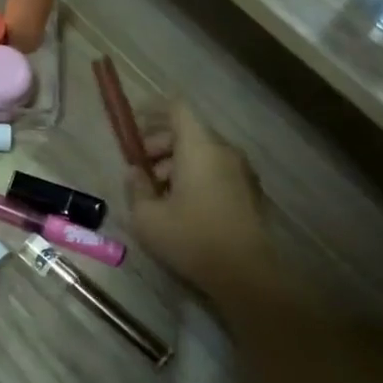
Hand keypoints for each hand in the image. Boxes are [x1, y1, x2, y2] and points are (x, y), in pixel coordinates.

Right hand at [129, 104, 275, 302]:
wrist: (246, 274)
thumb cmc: (191, 238)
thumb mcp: (147, 217)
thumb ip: (136, 188)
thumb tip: (135, 172)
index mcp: (199, 148)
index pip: (177, 109)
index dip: (152, 109)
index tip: (133, 123)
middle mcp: (224, 151)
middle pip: (189, 132)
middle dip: (159, 144)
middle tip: (139, 168)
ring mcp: (241, 172)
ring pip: (202, 154)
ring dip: (176, 164)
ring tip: (156, 193)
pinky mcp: (249, 193)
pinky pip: (216, 171)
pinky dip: (195, 177)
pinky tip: (180, 207)